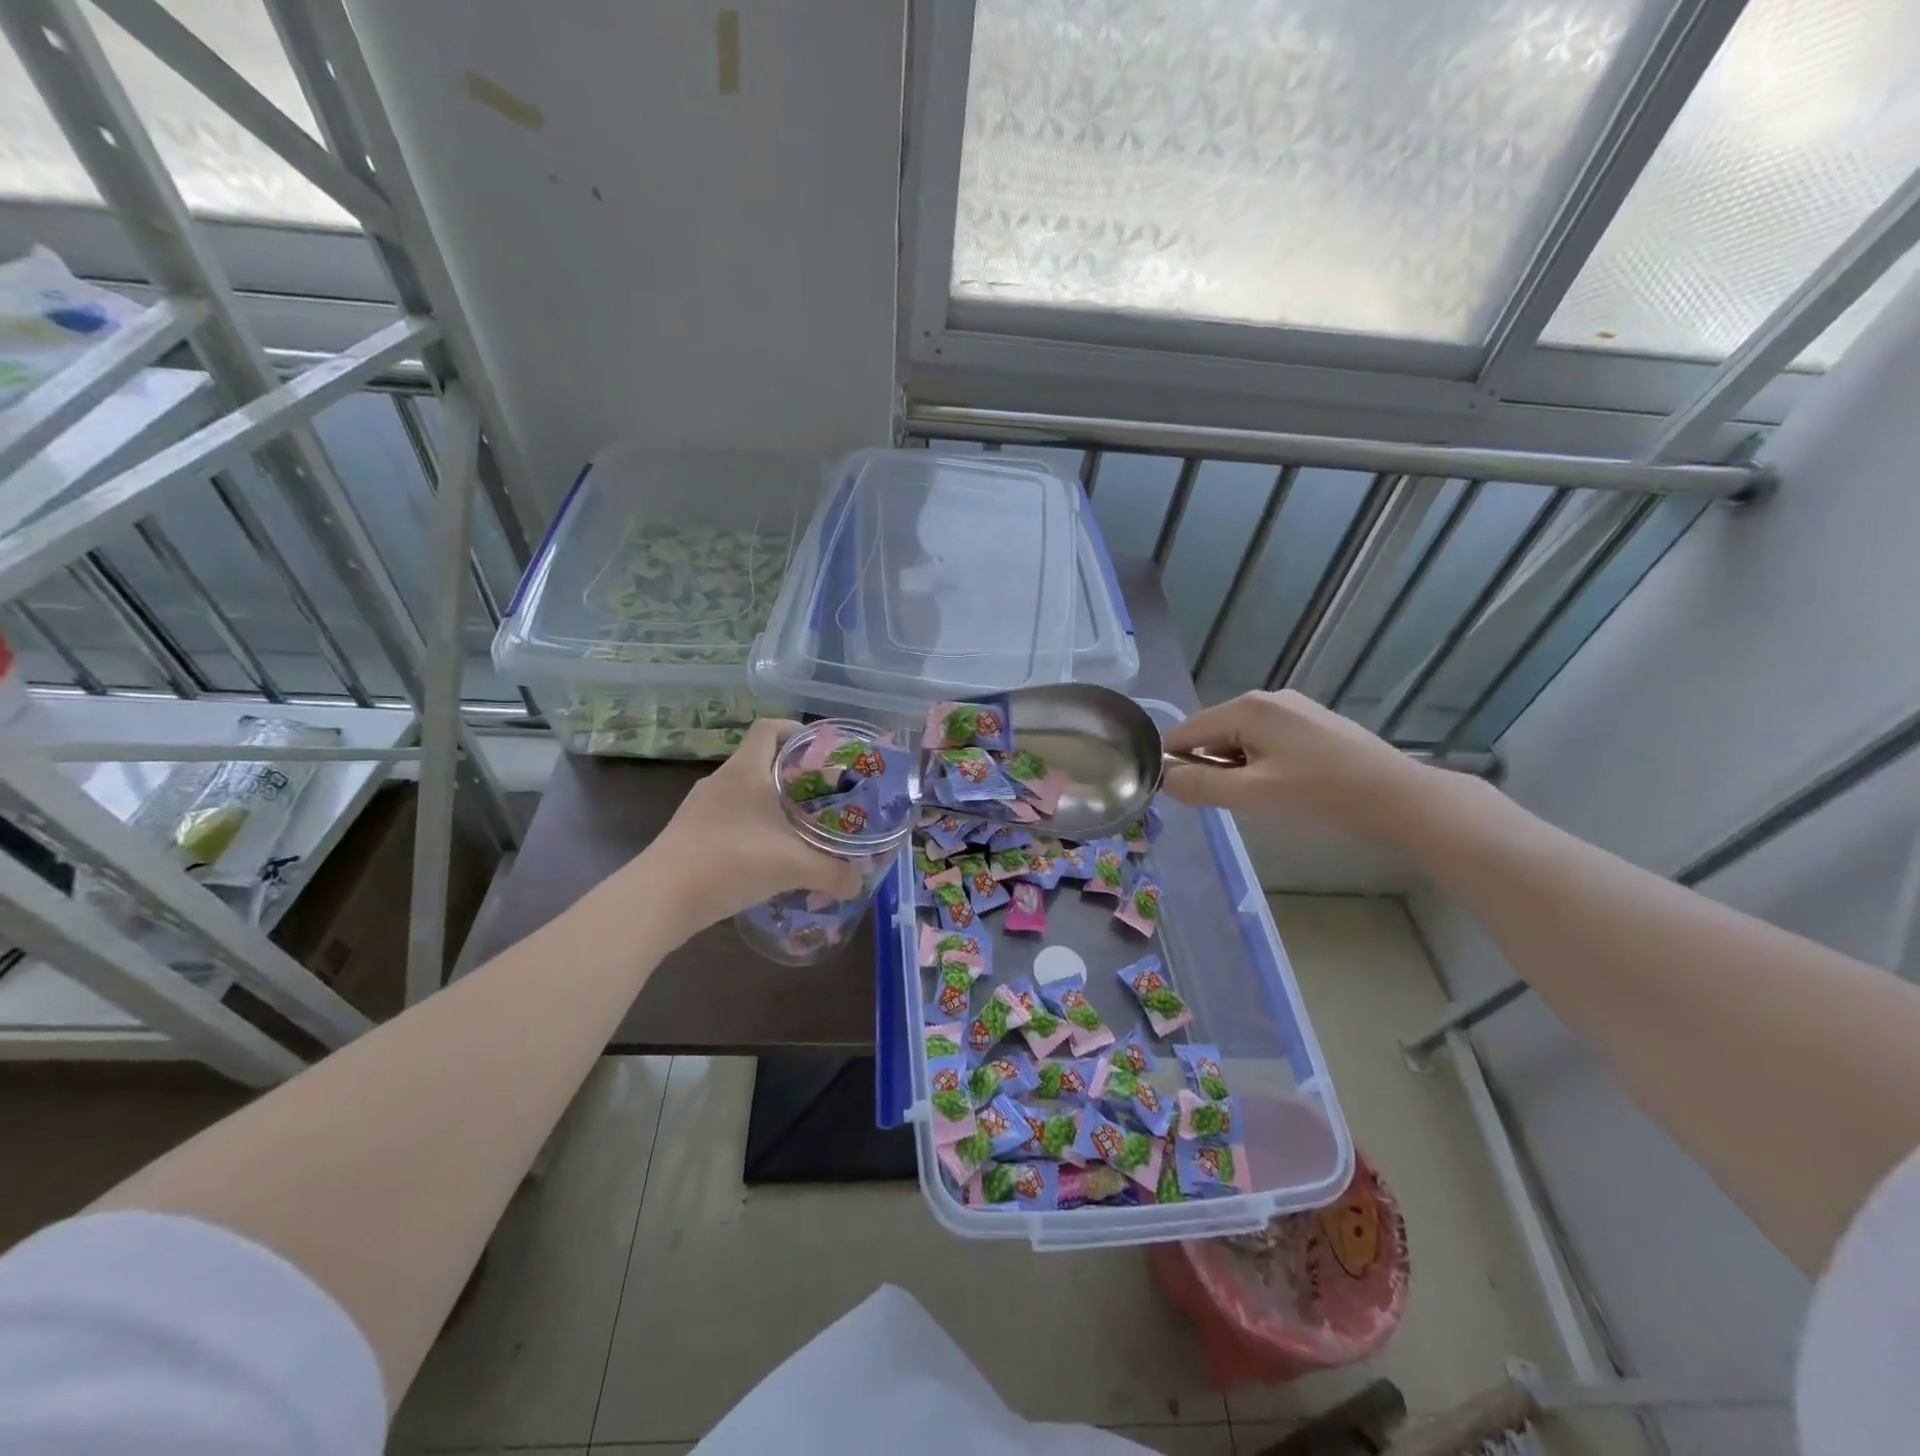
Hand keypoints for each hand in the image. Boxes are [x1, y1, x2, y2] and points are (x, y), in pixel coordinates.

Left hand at [639, 719, 863, 937]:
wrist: (660, 899)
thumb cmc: (731, 861)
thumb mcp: (793, 866)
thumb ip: (834, 872)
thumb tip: (859, 882)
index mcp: (745, 770)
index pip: (768, 727)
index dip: (794, 730)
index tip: (820, 751)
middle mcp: (721, 780)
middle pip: (761, 761)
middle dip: (794, 775)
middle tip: (823, 797)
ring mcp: (700, 807)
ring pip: (745, 794)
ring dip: (772, 806)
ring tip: (799, 830)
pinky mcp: (690, 833)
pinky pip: (729, 819)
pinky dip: (752, 829)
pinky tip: (768, 858)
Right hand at [1162, 690, 1445, 842]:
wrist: (1401, 800)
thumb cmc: (1321, 795)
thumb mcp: (1252, 795)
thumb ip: (1200, 785)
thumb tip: (1164, 779)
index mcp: (1246, 707)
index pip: (1185, 732)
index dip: (1174, 764)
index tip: (1184, 798)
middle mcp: (1267, 698)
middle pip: (1212, 732)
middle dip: (1209, 767)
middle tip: (1230, 803)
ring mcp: (1294, 708)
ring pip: (1240, 738)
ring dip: (1236, 768)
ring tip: (1261, 799)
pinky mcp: (1313, 723)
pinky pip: (1266, 740)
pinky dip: (1260, 763)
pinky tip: (1284, 787)